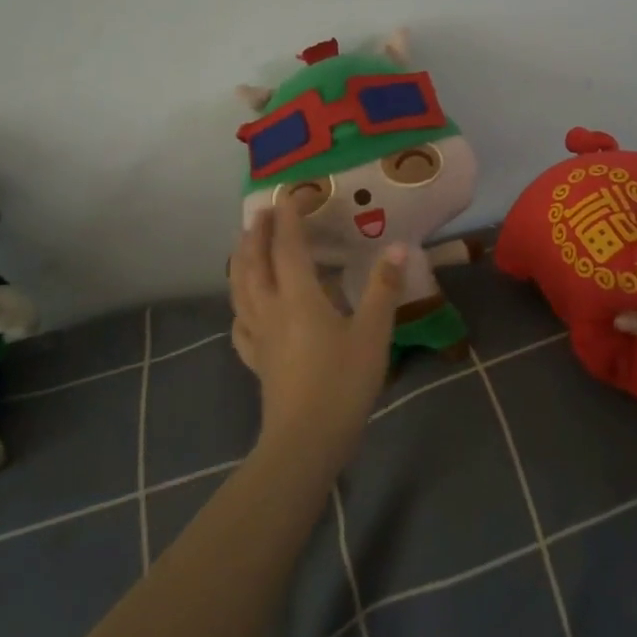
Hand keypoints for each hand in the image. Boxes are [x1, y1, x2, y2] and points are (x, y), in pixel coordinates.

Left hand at [229, 201, 404, 468]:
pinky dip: (239, 304)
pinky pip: (240, 322)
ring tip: (244, 246)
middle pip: (253, 262)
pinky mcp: (255, 360)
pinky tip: (244, 307)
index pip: (287, 247)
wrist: (305, 442)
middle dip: (255, 233)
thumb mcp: (373, 335)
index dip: (287, 218)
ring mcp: (257, 336)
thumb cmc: (342, 384)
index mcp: (298, 297)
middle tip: (260, 213)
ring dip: (240, 261)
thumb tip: (397, 248)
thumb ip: (384, 289)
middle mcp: (270, 309)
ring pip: (239, 289)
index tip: (288, 195)